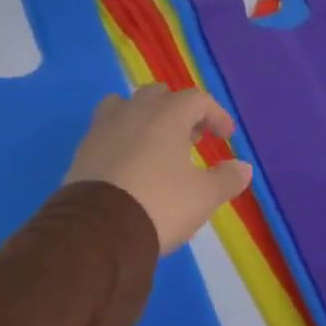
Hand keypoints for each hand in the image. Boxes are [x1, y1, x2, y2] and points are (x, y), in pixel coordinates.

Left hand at [64, 85, 252, 253]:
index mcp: (167, 115)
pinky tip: (130, 164)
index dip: (215, 115)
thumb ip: (227, 178)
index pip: (197, 99)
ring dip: (145, 118)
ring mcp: (103, 129)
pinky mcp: (82, 151)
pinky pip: (106, 131)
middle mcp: (133, 112)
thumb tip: (243, 167)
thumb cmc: (160, 204)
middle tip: (192, 138)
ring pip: (125, 106)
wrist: (99, 231)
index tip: (226, 137)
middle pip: (159, 95)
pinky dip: (122, 139)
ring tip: (155, 144)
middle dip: (179, 111)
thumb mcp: (204, 196)